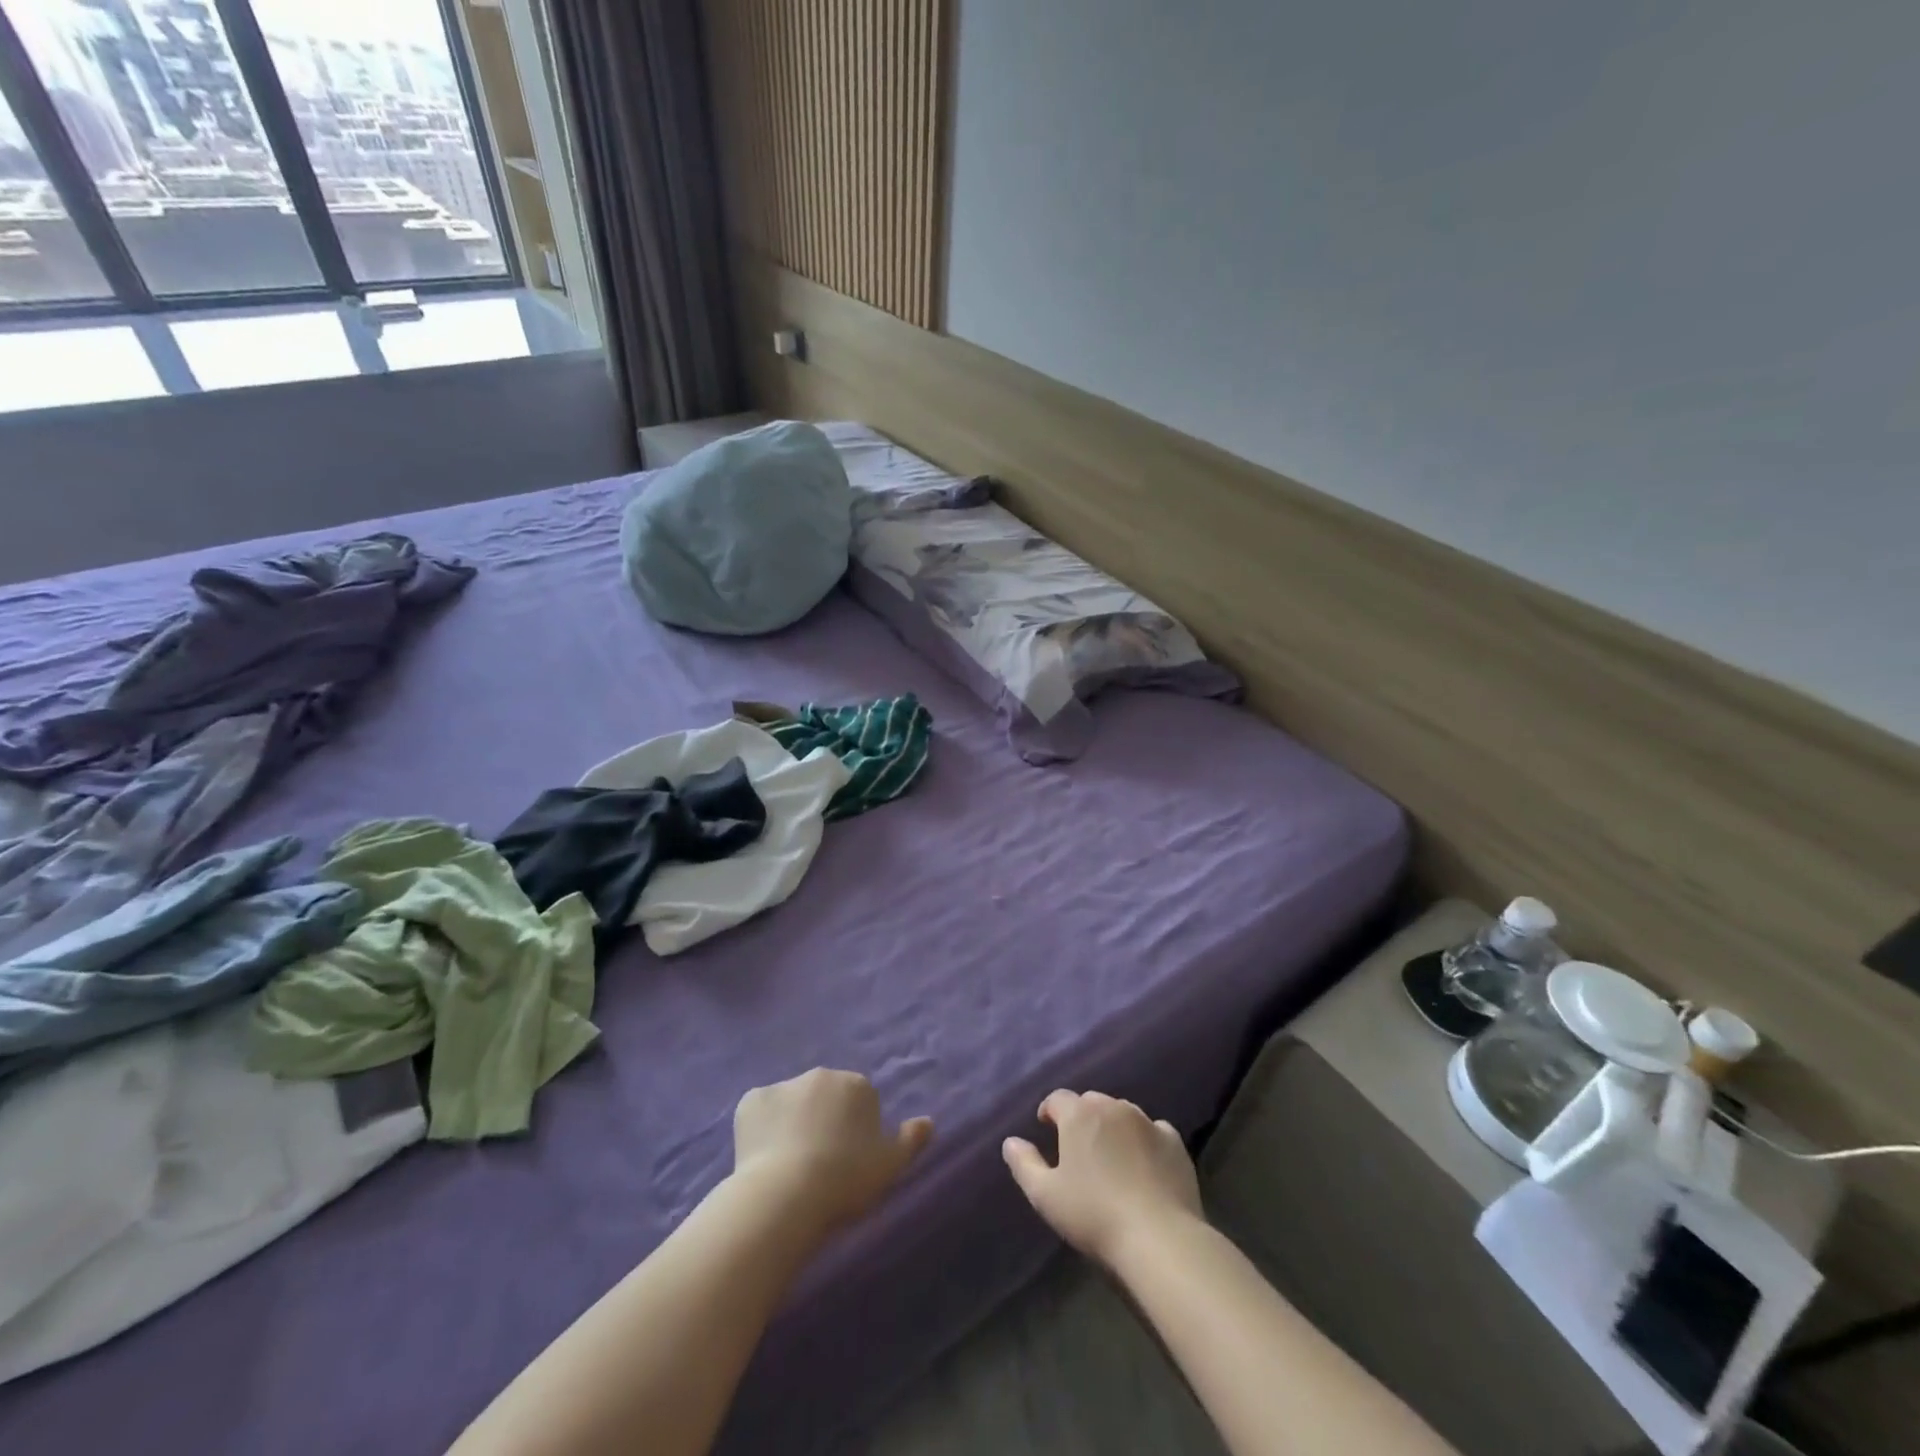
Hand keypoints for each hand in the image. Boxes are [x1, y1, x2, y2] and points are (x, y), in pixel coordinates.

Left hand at [733, 1069, 933, 1234]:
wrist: (786, 1194)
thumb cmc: (845, 1179)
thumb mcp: (890, 1166)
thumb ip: (911, 1140)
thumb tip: (928, 1122)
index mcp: (856, 1084)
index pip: (860, 1101)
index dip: (856, 1131)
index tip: (849, 1161)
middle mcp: (821, 1075)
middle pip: (825, 1096)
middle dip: (824, 1119)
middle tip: (819, 1163)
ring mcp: (783, 1085)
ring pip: (792, 1102)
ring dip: (793, 1122)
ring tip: (788, 1166)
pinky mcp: (750, 1101)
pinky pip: (760, 1113)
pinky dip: (762, 1129)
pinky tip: (763, 1158)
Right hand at [1003, 1090, 1203, 1266]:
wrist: (1159, 1237)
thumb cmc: (1094, 1214)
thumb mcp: (1045, 1196)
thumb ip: (1024, 1164)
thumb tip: (1011, 1141)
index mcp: (1079, 1114)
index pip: (1057, 1099)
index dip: (1049, 1111)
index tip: (1046, 1128)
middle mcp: (1113, 1107)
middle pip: (1091, 1102)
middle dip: (1081, 1117)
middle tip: (1077, 1147)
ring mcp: (1147, 1121)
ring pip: (1122, 1112)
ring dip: (1112, 1125)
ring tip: (1110, 1154)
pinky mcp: (1174, 1142)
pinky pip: (1153, 1130)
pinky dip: (1144, 1139)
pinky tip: (1144, 1161)